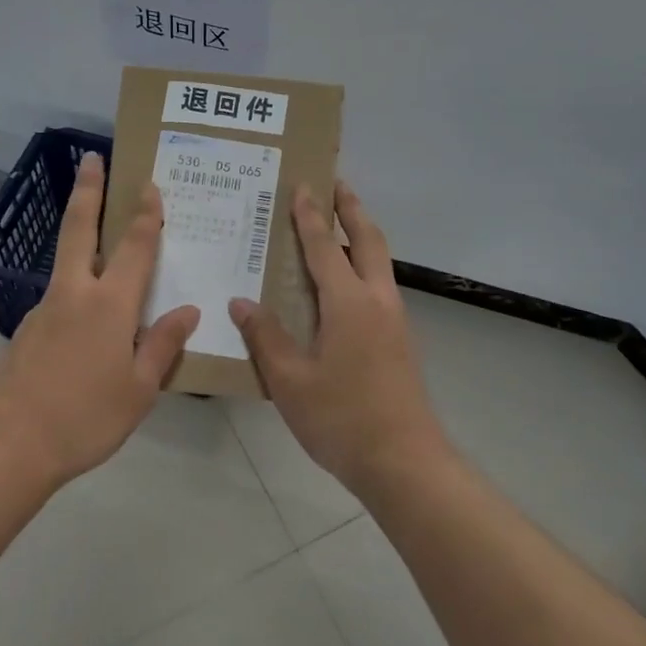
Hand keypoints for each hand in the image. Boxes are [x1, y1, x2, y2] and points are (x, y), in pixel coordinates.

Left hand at [0, 152, 199, 486]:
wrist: (9, 444)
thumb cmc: (85, 418)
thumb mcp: (139, 389)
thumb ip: (162, 345)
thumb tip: (187, 310)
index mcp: (109, 305)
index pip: (134, 248)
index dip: (145, 216)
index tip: (149, 185)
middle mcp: (75, 294)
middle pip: (80, 229)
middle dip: (88, 191)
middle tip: (91, 158)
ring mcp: (46, 309)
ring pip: (67, 259)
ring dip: (81, 232)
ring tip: (102, 230)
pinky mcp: (28, 329)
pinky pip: (61, 294)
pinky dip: (78, 283)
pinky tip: (90, 311)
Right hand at [229, 182, 446, 495]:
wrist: (404, 462)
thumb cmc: (342, 419)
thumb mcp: (290, 381)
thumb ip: (266, 337)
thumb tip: (241, 302)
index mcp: (349, 304)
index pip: (324, 247)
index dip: (310, 216)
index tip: (302, 185)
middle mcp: (377, 301)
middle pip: (367, 240)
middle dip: (351, 209)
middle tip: (335, 183)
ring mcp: (395, 321)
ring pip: (379, 262)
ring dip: (361, 236)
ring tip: (339, 225)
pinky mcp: (401, 341)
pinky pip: (380, 287)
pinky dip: (363, 267)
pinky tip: (344, 286)